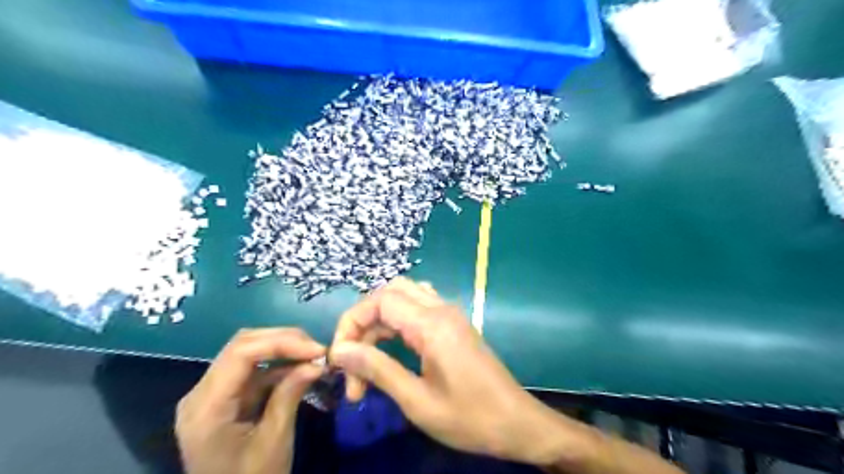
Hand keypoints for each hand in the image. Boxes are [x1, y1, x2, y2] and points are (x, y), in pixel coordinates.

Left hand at [176, 327, 323, 473]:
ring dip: (283, 349)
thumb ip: (290, 395)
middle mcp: (201, 393)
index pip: (241, 354)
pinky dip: (278, 365)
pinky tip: (301, 367)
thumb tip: (317, 361)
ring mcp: (211, 394)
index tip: (317, 349)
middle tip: (317, 349)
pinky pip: (252, 370)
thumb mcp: (274, 441)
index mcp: (206, 407)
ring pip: (247, 352)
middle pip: (242, 345)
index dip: (282, 343)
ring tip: (313, 355)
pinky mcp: (225, 398)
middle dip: (284, 340)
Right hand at [330, 277, 592, 465]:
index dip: (352, 323)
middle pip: (390, 292)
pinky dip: (398, 321)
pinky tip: (392, 347)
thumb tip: (341, 350)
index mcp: (432, 324)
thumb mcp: (417, 401)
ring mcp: (450, 314)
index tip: (341, 359)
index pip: (379, 300)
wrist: (517, 422)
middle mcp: (441, 309)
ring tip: (370, 358)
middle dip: (364, 320)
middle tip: (354, 360)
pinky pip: (419, 307)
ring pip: (404, 297)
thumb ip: (378, 369)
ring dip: (380, 320)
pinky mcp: (454, 324)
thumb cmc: (469, 418)